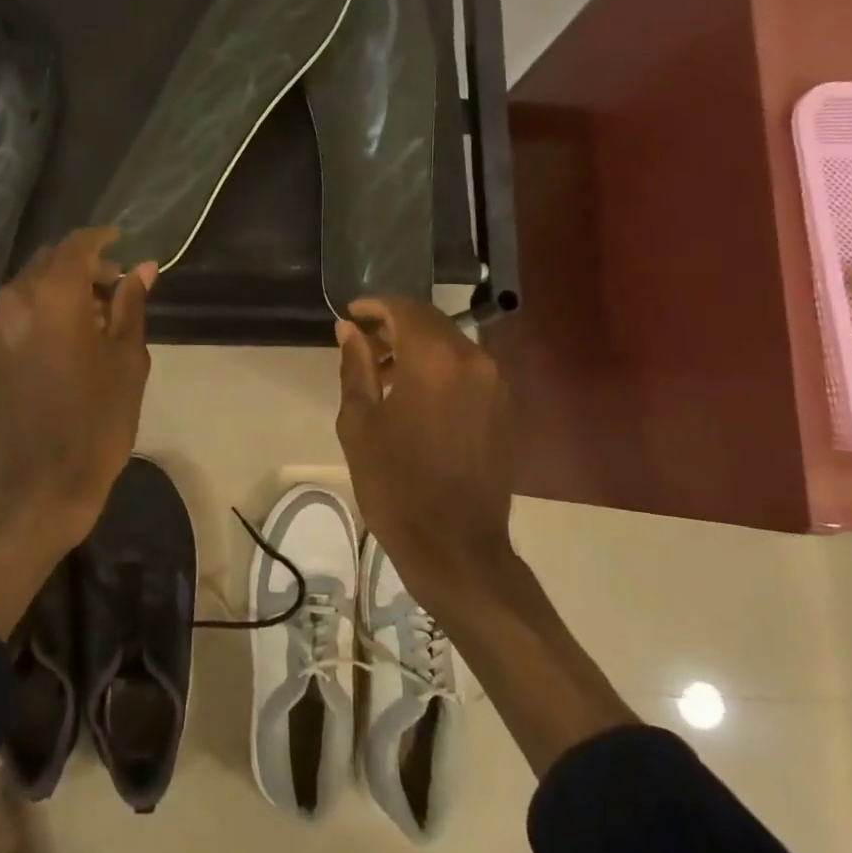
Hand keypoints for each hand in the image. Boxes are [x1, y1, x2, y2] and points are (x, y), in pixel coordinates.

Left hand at [0, 228, 156, 550]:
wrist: (38, 486)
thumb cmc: (97, 422)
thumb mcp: (127, 360)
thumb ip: (131, 305)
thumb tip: (142, 268)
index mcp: (53, 296)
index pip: (76, 245)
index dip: (101, 238)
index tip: (122, 242)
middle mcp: (15, 301)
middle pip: (48, 262)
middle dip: (82, 266)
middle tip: (115, 287)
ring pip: (29, 287)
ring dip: (60, 289)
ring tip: (93, 318)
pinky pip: (15, 314)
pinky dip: (40, 312)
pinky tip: (64, 340)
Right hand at [335, 296, 514, 589]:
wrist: (455, 546)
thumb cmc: (395, 484)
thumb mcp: (360, 423)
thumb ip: (356, 367)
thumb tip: (349, 330)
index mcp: (434, 360)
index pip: (404, 309)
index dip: (374, 306)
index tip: (350, 315)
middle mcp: (472, 360)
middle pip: (430, 322)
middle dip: (394, 324)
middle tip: (361, 341)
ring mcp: (494, 383)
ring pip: (450, 343)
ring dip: (416, 345)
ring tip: (381, 371)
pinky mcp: (503, 406)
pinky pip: (466, 368)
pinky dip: (438, 366)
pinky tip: (413, 392)